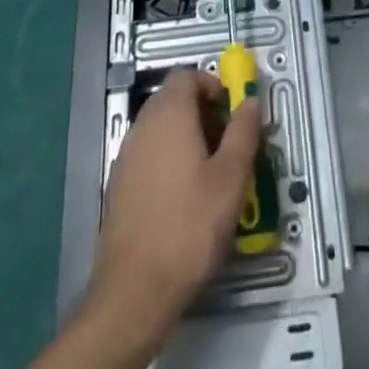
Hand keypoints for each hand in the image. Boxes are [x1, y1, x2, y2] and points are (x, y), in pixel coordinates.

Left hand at [87, 68, 261, 341]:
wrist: (134, 292)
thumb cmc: (191, 227)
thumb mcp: (232, 178)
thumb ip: (243, 131)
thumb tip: (249, 100)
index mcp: (168, 115)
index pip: (187, 75)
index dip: (213, 86)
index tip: (233, 113)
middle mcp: (142, 126)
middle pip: (173, 99)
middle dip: (204, 112)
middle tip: (229, 145)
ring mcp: (126, 157)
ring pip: (161, 128)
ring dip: (188, 137)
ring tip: (212, 174)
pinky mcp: (119, 186)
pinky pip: (149, 155)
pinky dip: (169, 160)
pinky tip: (186, 198)